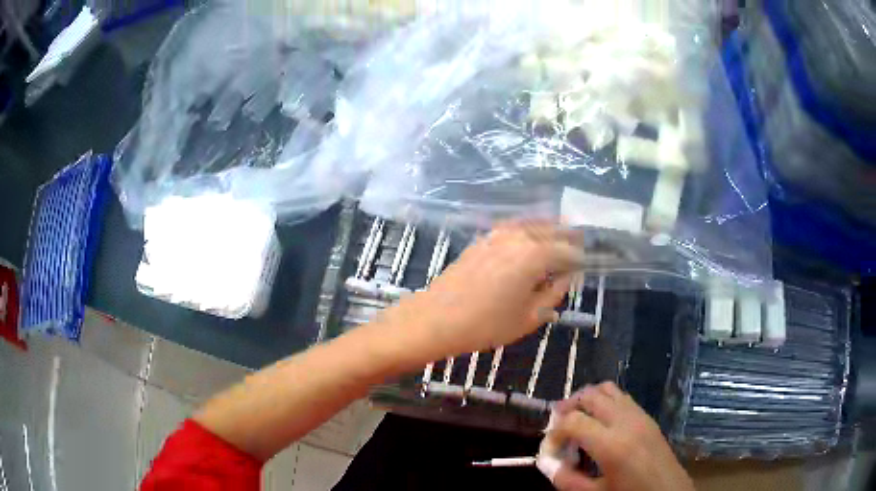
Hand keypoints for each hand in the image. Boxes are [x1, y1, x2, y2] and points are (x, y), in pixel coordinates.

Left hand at [386, 222, 582, 357]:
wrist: (436, 318)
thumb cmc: (486, 324)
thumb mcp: (529, 317)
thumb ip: (554, 293)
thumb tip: (568, 277)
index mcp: (536, 254)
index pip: (568, 251)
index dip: (580, 258)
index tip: (588, 263)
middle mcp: (519, 236)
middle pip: (551, 229)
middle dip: (568, 236)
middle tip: (580, 244)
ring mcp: (497, 234)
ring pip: (532, 224)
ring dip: (549, 227)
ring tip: (560, 235)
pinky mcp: (482, 239)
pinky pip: (513, 227)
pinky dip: (527, 228)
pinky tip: (530, 237)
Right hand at [545, 383, 693, 490]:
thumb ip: (566, 479)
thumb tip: (547, 462)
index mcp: (612, 444)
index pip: (572, 420)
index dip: (554, 431)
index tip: (550, 447)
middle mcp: (626, 421)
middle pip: (590, 395)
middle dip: (568, 406)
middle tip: (557, 426)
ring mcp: (640, 415)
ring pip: (608, 389)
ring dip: (587, 399)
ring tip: (577, 419)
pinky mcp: (648, 417)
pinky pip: (622, 397)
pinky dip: (605, 401)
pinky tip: (600, 423)